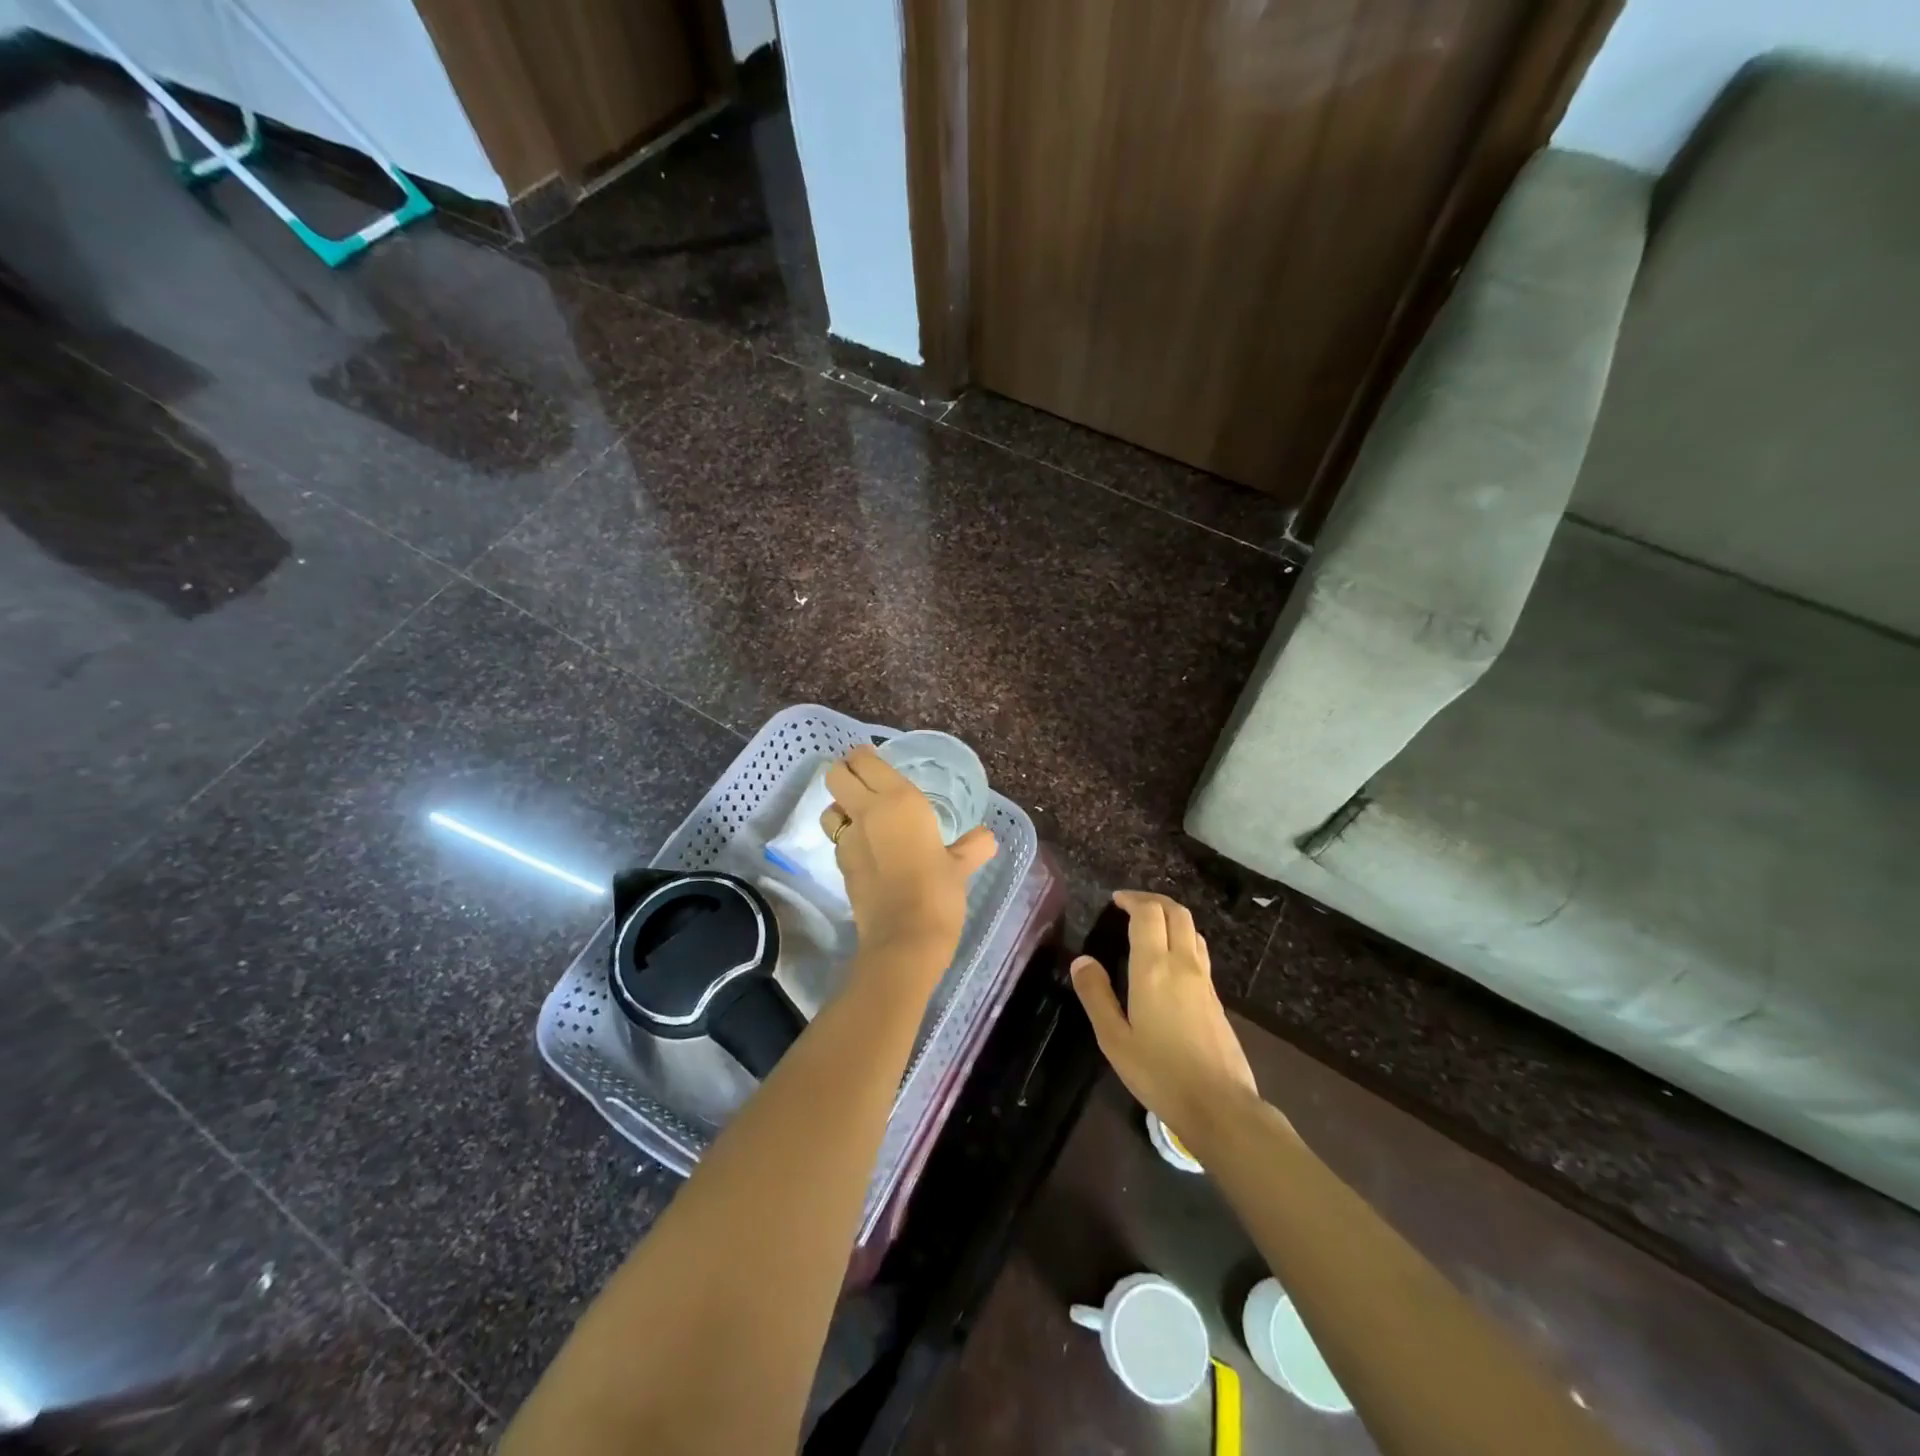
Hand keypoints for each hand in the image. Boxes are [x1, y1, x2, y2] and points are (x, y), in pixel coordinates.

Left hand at [821, 745, 996, 978]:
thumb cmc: (939, 892)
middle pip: (836, 775)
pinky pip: (837, 838)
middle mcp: (868, 811)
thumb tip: (986, 838)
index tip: (874, 760)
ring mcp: (849, 838)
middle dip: (844, 773)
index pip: (865, 761)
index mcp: (899, 800)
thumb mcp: (960, 866)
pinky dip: (846, 837)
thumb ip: (972, 846)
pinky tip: (866, 850)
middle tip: (863, 781)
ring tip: (861, 817)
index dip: (864, 756)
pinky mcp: (840, 864)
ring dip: (840, 807)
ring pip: (830, 807)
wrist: (905, 938)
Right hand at [1071, 891, 1263, 1147]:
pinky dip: (1182, 938)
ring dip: (1170, 916)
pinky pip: (1199, 951)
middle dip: (1153, 900)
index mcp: (1154, 968)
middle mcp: (1183, 964)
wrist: (1220, 1105)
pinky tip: (1169, 960)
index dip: (1132, 899)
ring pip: (1192, 929)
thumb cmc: (1159, 1073)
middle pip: (1176, 912)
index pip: (1148, 913)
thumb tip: (1081, 960)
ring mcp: (1204, 980)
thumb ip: (1096, 996)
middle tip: (1130, 905)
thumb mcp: (1114, 1039)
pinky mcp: (1217, 998)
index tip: (1115, 900)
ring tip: (1149, 926)